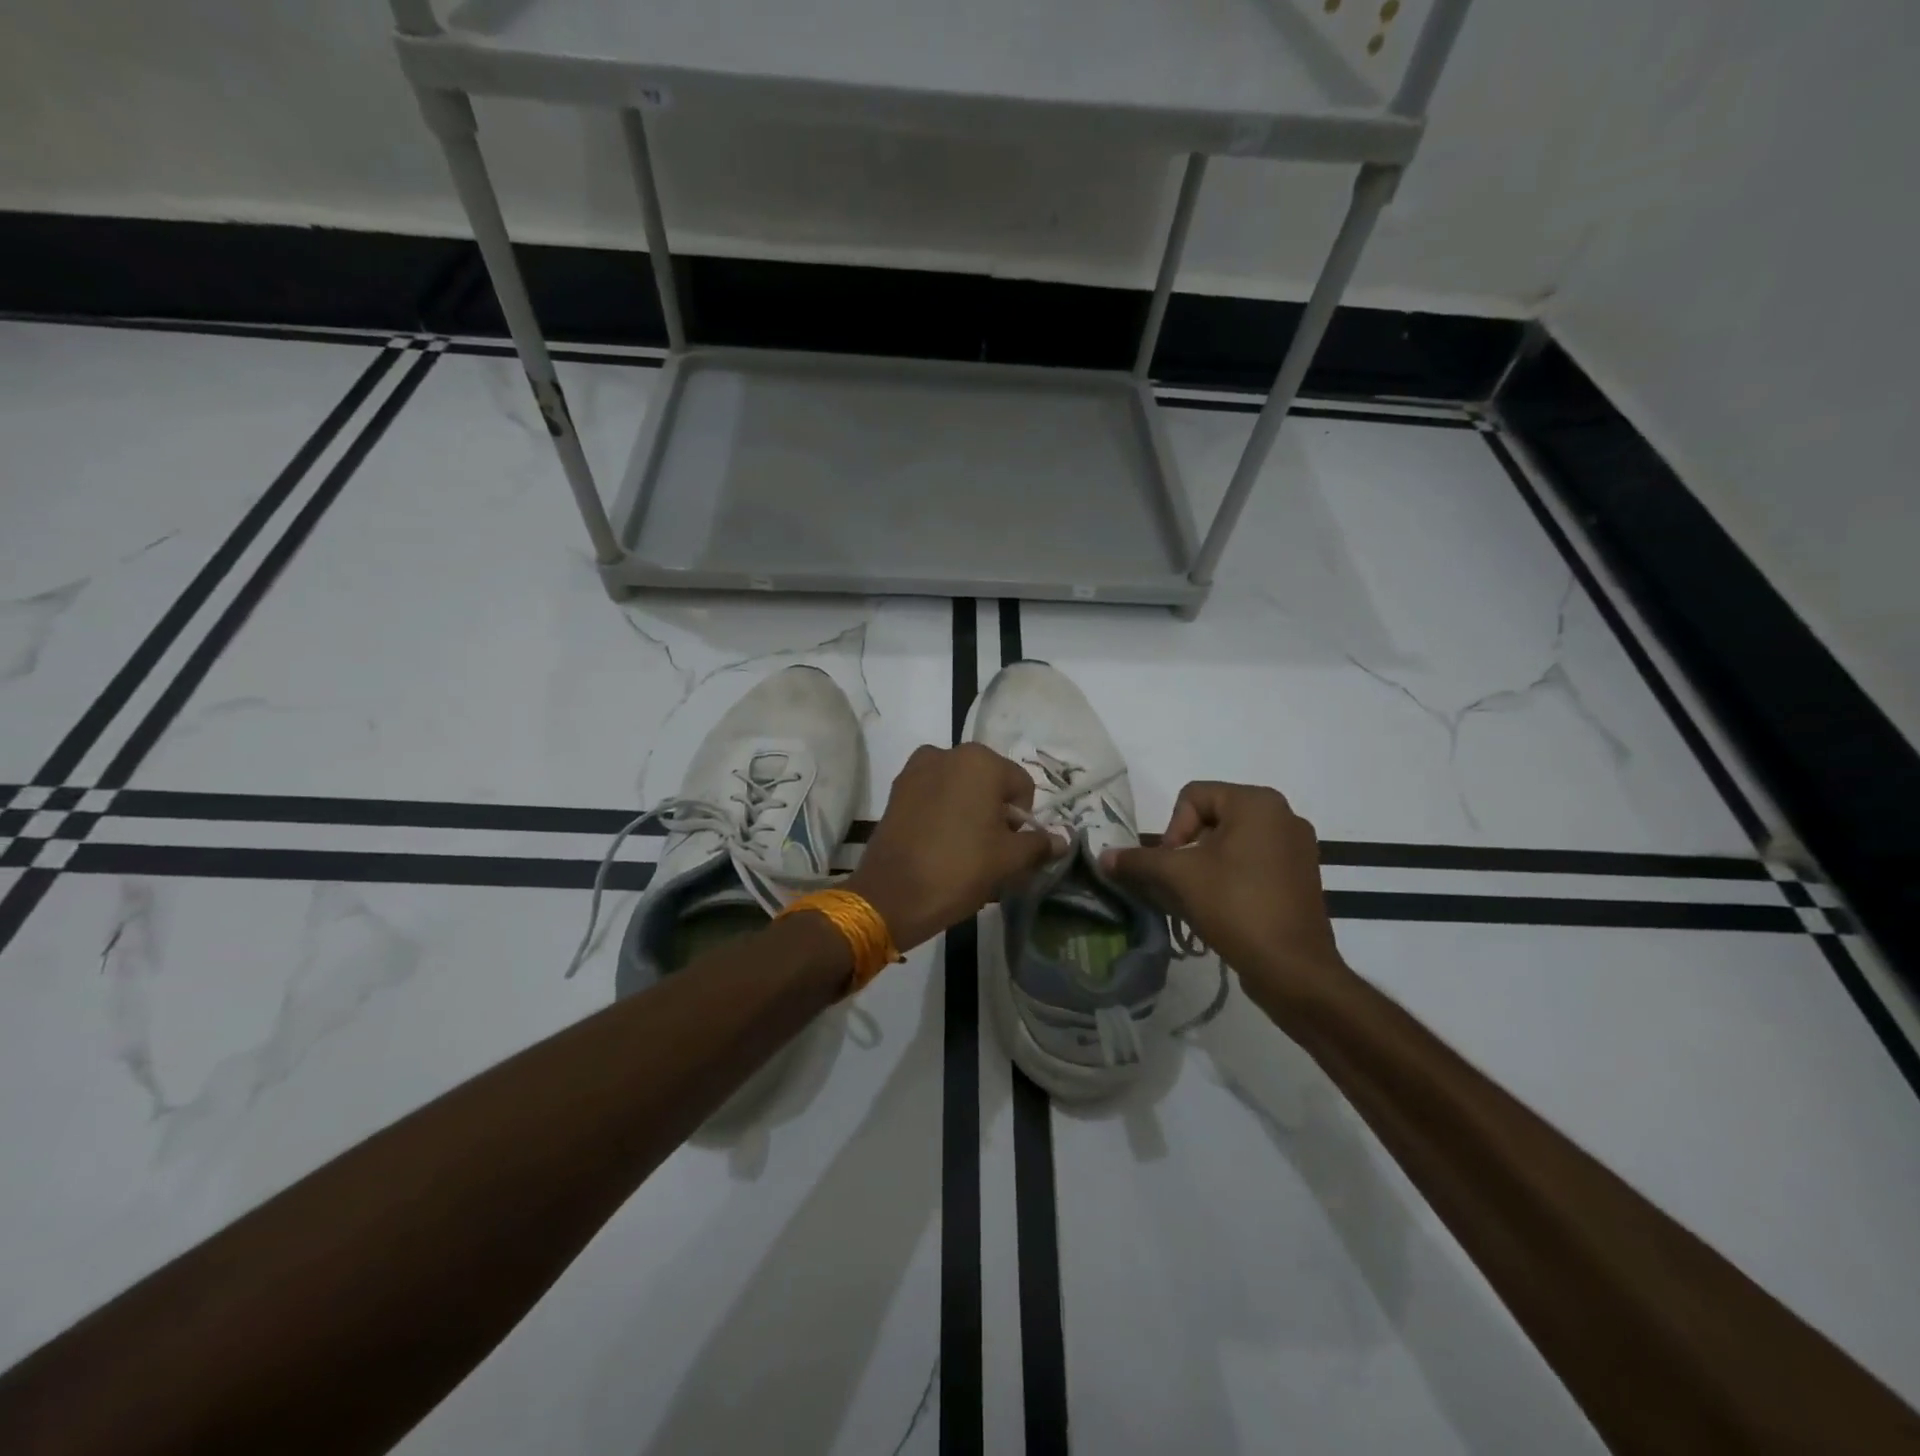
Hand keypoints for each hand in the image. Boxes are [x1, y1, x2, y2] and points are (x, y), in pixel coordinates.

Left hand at [846, 743, 1063, 952]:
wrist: (891, 895)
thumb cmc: (959, 869)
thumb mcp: (1009, 860)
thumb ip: (1039, 844)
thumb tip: (1063, 839)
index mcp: (980, 761)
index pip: (1021, 785)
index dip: (1024, 819)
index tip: (1012, 848)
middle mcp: (948, 753)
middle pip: (989, 783)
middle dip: (996, 813)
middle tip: (991, 851)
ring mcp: (916, 769)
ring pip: (960, 789)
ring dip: (969, 812)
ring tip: (964, 849)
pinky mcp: (896, 790)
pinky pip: (934, 795)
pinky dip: (943, 813)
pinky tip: (940, 844)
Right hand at [1100, 782, 1348, 1012]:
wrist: (1293, 968)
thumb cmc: (1236, 906)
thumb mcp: (1178, 877)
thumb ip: (1138, 861)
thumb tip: (1104, 857)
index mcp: (1257, 803)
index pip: (1193, 796)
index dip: (1173, 828)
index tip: (1172, 865)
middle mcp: (1283, 815)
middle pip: (1213, 818)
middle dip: (1188, 849)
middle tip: (1181, 882)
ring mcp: (1297, 847)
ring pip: (1233, 843)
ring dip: (1207, 865)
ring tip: (1199, 897)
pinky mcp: (1302, 876)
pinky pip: (1254, 862)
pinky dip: (1232, 877)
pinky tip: (1224, 907)